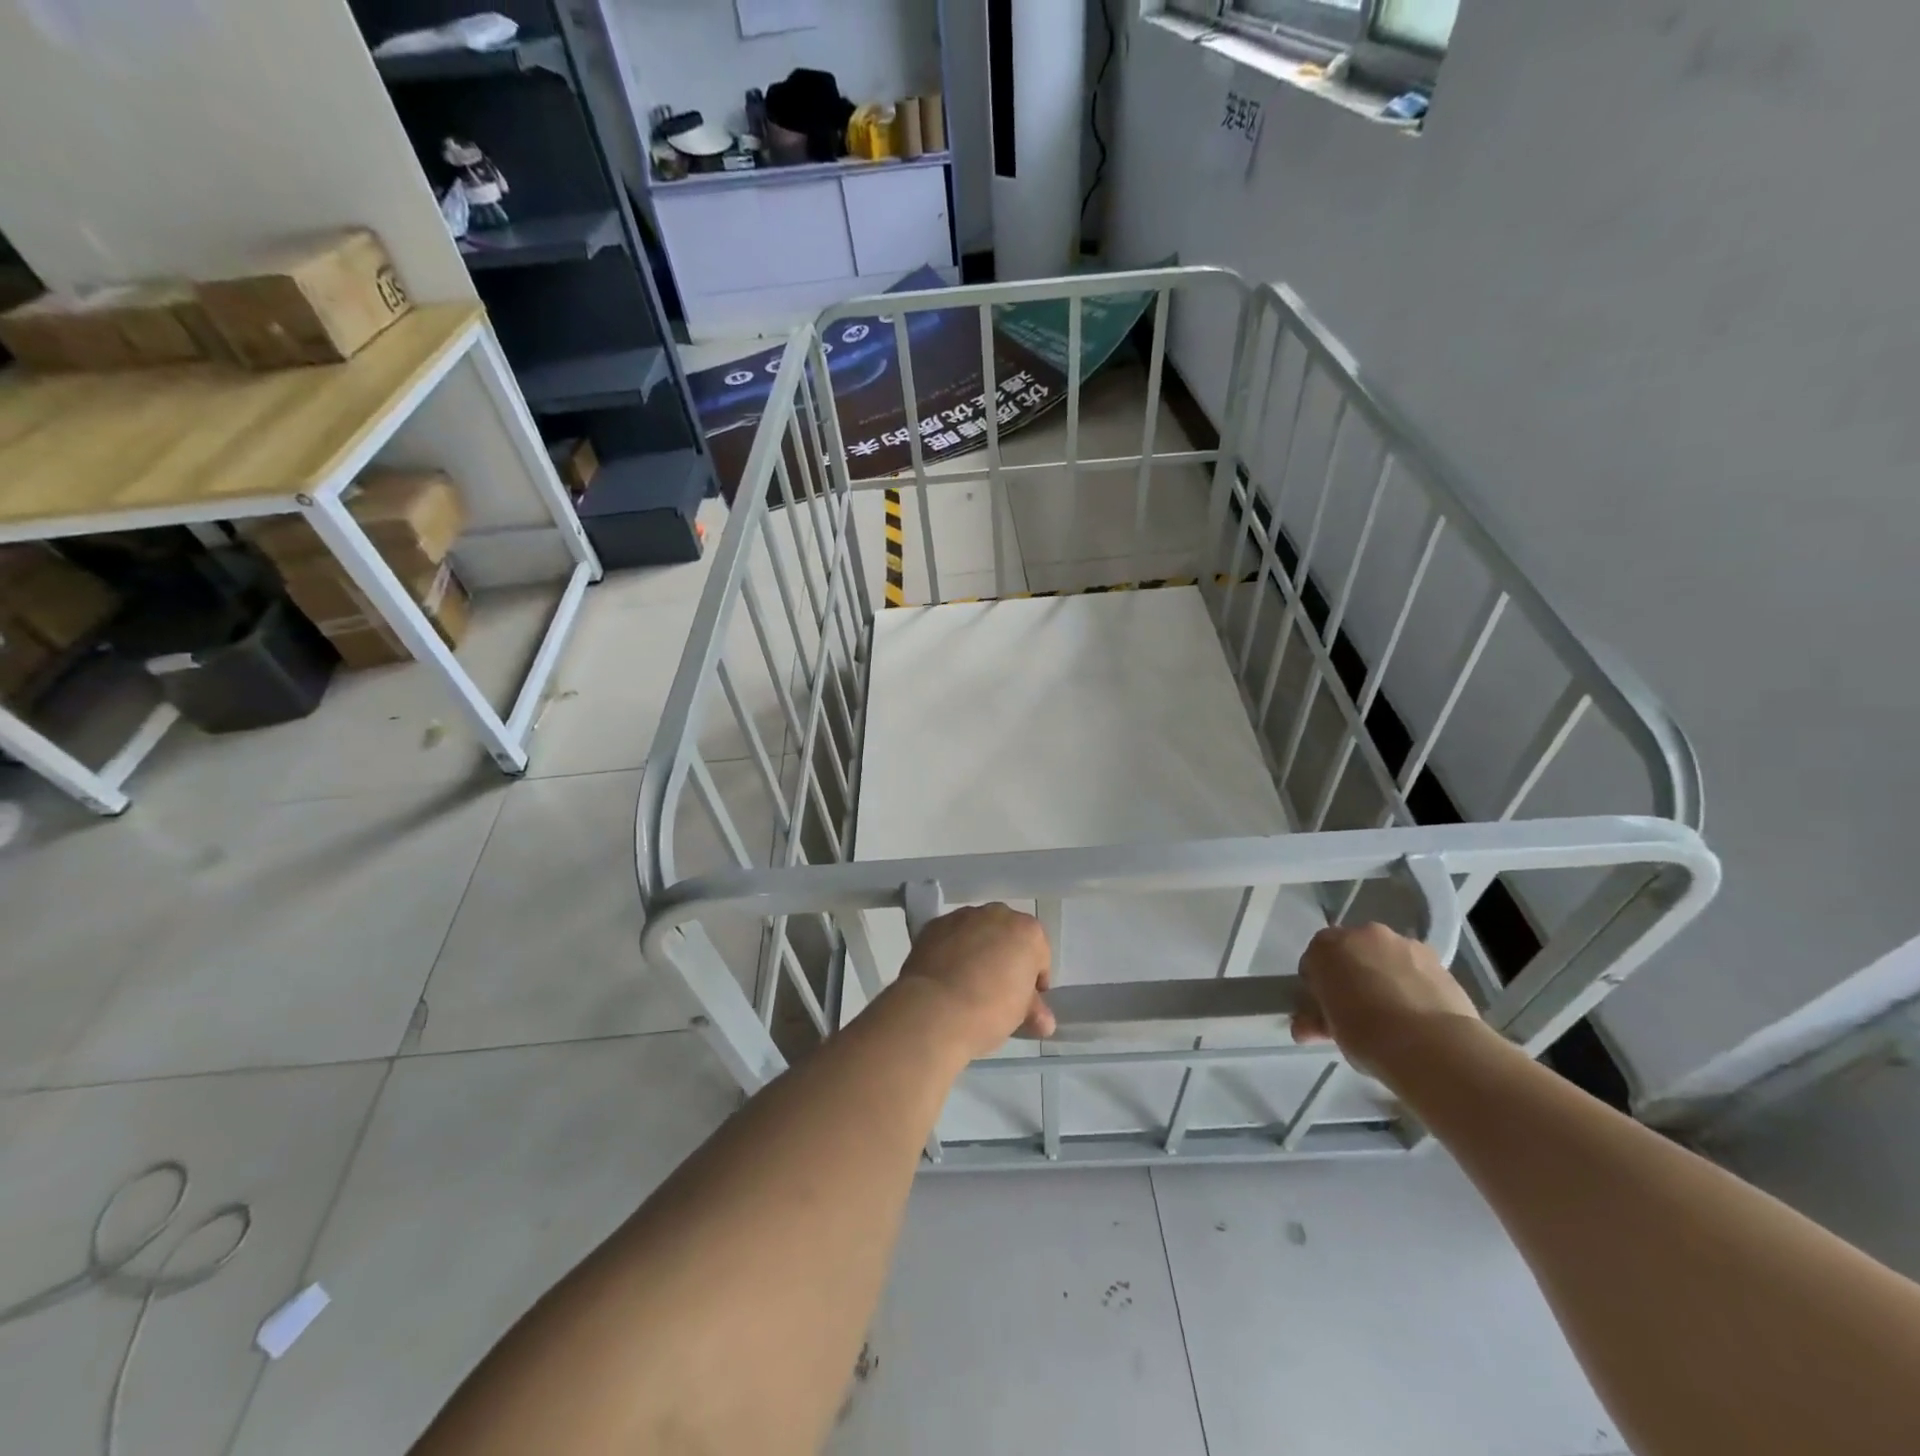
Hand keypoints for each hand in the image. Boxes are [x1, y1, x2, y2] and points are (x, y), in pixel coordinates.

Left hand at [894, 904, 1054, 1060]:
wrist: (934, 1011)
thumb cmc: (990, 1011)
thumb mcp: (1021, 1016)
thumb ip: (1034, 1010)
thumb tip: (1043, 1021)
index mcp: (1028, 932)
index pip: (1039, 955)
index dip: (1034, 980)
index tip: (1026, 1002)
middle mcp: (997, 914)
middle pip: (1008, 936)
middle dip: (1005, 958)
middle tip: (997, 990)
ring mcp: (962, 916)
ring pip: (977, 932)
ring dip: (977, 950)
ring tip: (966, 983)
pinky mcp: (933, 925)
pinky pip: (950, 937)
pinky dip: (950, 950)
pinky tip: (945, 977)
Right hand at [1290, 923, 1482, 1077]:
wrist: (1432, 1045)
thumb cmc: (1366, 1034)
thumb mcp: (1330, 1030)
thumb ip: (1315, 1018)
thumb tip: (1305, 1025)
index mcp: (1326, 946)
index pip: (1313, 961)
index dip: (1317, 987)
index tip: (1325, 1010)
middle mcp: (1362, 934)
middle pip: (1349, 953)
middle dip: (1350, 976)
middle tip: (1357, 1012)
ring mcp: (1403, 943)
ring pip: (1384, 958)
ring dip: (1382, 977)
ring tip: (1392, 1014)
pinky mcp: (1437, 959)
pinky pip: (1413, 968)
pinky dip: (1411, 983)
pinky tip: (1417, 1013)